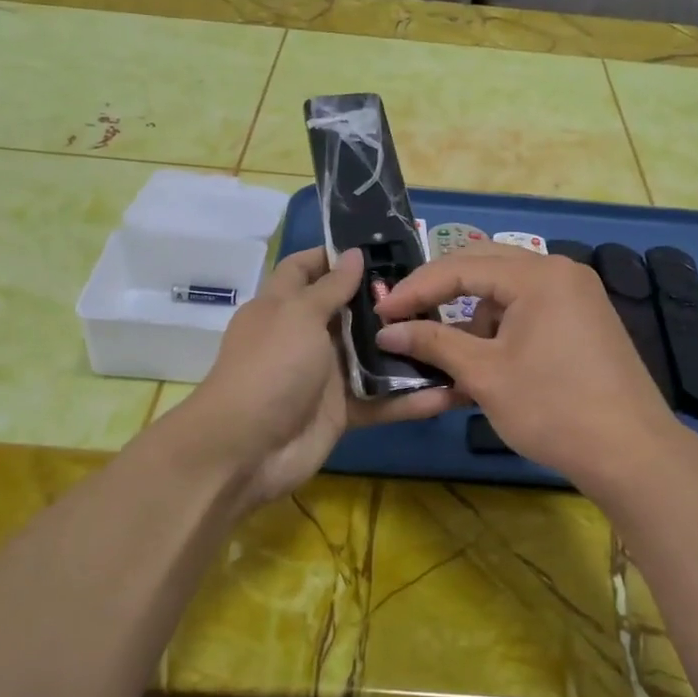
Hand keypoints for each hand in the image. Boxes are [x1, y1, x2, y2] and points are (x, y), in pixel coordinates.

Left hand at [177, 248, 456, 505]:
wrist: (245, 450)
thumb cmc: (270, 367)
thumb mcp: (298, 316)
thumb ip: (330, 288)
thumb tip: (354, 254)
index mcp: (283, 306)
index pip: (305, 268)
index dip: (333, 255)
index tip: (378, 246)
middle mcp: (305, 336)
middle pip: (348, 310)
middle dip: (384, 299)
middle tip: (434, 287)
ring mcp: (324, 375)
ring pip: (370, 355)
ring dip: (405, 347)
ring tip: (453, 331)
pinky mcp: (342, 410)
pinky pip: (381, 399)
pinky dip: (410, 398)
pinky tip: (450, 389)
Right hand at [374, 243, 679, 483]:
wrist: (632, 454)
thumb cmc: (552, 408)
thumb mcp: (484, 374)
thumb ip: (433, 343)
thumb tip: (387, 330)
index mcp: (537, 275)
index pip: (460, 266)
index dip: (415, 289)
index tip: (381, 313)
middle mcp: (560, 272)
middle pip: (484, 266)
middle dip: (441, 293)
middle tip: (405, 315)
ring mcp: (577, 295)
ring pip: (506, 291)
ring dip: (472, 317)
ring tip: (450, 356)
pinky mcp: (585, 321)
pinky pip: (529, 310)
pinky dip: (501, 330)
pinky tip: (487, 365)